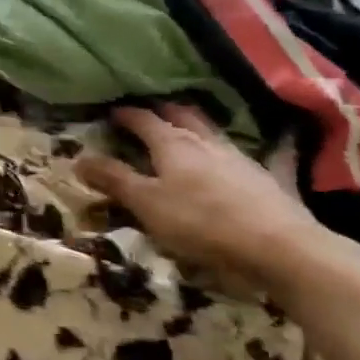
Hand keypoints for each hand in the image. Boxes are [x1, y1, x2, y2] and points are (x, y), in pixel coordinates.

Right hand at [77, 103, 350, 300]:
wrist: (281, 248)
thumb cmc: (201, 224)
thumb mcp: (147, 205)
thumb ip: (114, 180)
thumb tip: (78, 157)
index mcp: (172, 145)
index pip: (143, 119)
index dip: (126, 114)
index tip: (111, 112)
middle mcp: (205, 142)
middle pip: (182, 116)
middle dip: (163, 111)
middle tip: (150, 112)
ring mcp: (240, 158)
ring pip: (214, 132)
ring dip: (198, 125)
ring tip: (189, 127)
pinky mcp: (269, 179)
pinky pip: (264, 155)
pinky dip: (259, 147)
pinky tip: (273, 143)